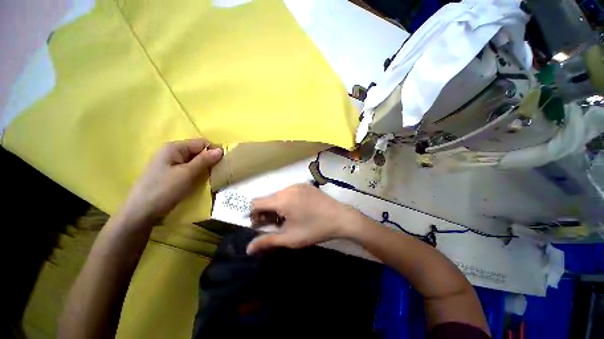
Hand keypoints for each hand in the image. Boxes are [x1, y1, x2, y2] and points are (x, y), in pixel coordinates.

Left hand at [120, 139, 222, 225]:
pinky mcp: (170, 174)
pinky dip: (197, 173)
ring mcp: (170, 163)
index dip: (214, 151)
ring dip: (204, 168)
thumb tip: (220, 149)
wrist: (140, 213)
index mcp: (174, 147)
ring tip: (211, 178)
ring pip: (195, 161)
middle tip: (218, 172)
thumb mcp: (187, 174)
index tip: (223, 163)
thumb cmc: (164, 190)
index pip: (202, 143)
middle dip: (209, 160)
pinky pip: (189, 169)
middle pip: (198, 151)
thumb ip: (204, 160)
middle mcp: (172, 152)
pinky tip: (200, 181)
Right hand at [246, 184, 359, 254]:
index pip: (256, 203)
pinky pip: (289, 191)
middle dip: (266, 212)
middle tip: (276, 225)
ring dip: (277, 206)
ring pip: (278, 195)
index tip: (260, 225)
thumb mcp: (290, 238)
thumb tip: (248, 249)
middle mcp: (287, 188)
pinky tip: (297, 209)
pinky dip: (287, 200)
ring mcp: (297, 185)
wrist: (340, 217)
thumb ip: (267, 241)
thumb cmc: (314, 229)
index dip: (254, 215)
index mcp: (281, 200)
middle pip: (267, 199)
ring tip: (288, 218)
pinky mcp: (305, 185)